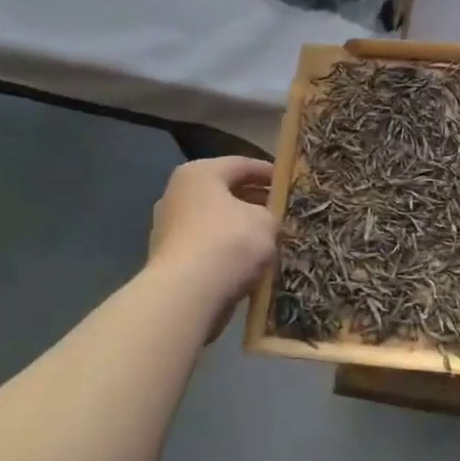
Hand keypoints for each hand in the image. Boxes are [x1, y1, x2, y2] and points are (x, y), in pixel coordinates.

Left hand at [148, 156, 277, 315]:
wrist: (186, 296)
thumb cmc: (229, 243)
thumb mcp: (266, 221)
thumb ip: (270, 213)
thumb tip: (266, 219)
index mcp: (200, 173)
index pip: (241, 164)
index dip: (269, 172)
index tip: (290, 183)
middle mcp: (178, 193)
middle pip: (225, 191)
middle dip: (254, 200)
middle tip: (282, 210)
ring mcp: (169, 226)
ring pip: (215, 220)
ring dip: (240, 226)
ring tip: (269, 237)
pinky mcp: (169, 257)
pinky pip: (207, 245)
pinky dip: (226, 248)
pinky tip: (248, 260)